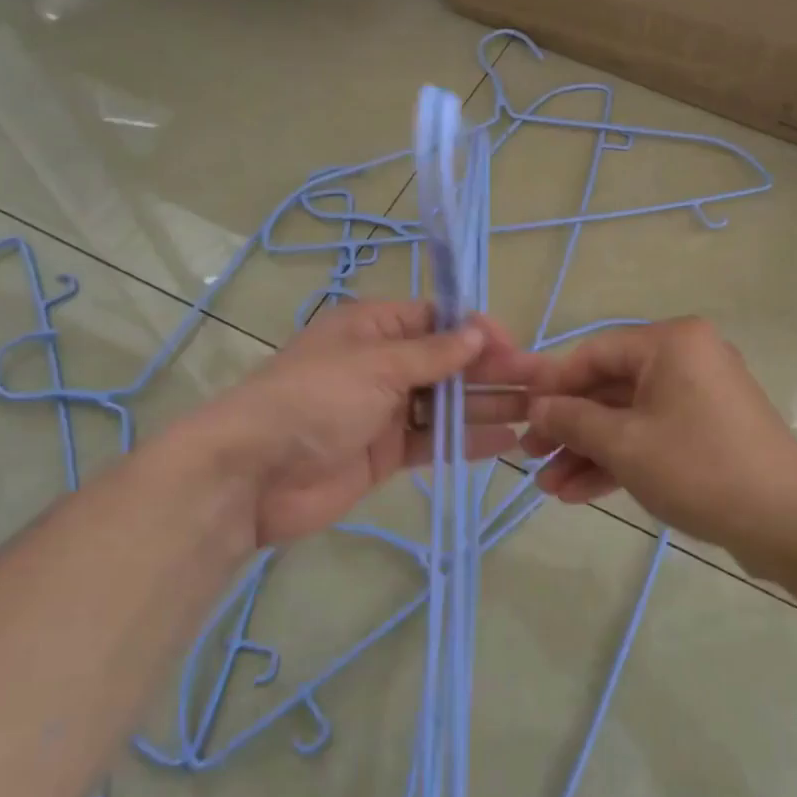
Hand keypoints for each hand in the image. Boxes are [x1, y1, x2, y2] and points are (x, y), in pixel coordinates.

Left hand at [206, 301, 545, 547]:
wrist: (254, 475)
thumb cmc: (314, 400)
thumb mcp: (375, 365)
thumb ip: (431, 354)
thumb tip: (476, 332)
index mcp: (372, 329)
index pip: (435, 320)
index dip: (476, 331)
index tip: (514, 346)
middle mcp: (381, 365)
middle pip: (447, 363)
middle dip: (492, 370)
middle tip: (542, 381)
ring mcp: (384, 411)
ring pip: (446, 404)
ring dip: (488, 405)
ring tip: (536, 412)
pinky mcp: (385, 453)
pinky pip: (433, 442)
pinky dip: (466, 441)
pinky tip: (505, 442)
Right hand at [521, 318, 796, 572]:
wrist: (791, 524)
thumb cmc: (700, 468)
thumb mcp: (625, 444)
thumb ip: (573, 420)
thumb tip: (536, 406)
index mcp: (671, 342)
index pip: (594, 354)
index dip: (552, 386)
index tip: (520, 417)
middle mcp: (687, 358)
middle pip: (610, 388)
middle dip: (569, 428)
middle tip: (530, 458)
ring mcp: (700, 397)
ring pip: (629, 418)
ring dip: (588, 452)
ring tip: (548, 488)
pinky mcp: (708, 431)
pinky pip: (652, 436)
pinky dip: (620, 461)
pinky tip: (580, 493)